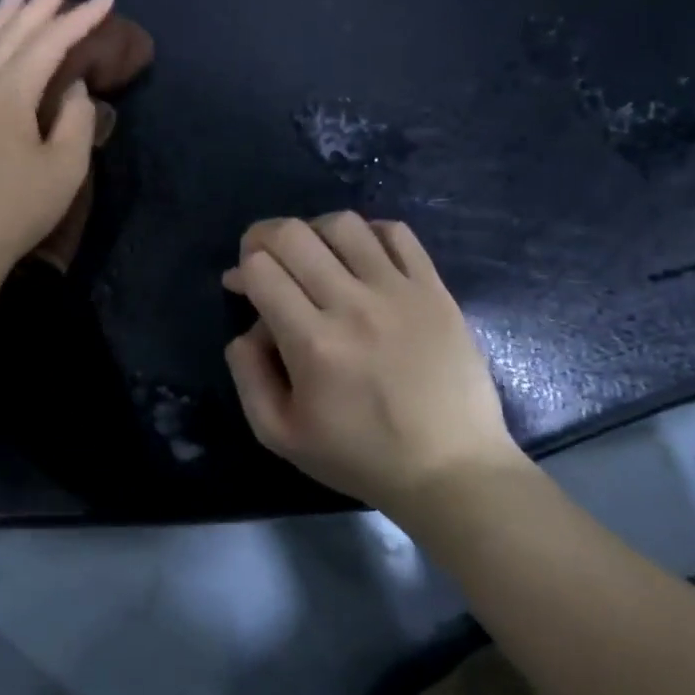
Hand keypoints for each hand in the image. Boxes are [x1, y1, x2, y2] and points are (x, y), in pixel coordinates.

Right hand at [221, 213, 522, 510]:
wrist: (452, 470)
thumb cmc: (360, 456)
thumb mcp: (279, 435)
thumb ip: (248, 376)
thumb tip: (246, 328)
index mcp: (313, 344)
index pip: (261, 268)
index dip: (242, 269)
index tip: (242, 287)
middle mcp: (353, 306)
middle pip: (293, 234)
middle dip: (263, 237)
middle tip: (265, 259)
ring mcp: (399, 293)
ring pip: (343, 224)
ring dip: (313, 231)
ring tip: (314, 256)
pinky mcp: (434, 290)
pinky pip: (396, 233)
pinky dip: (368, 233)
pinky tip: (360, 257)